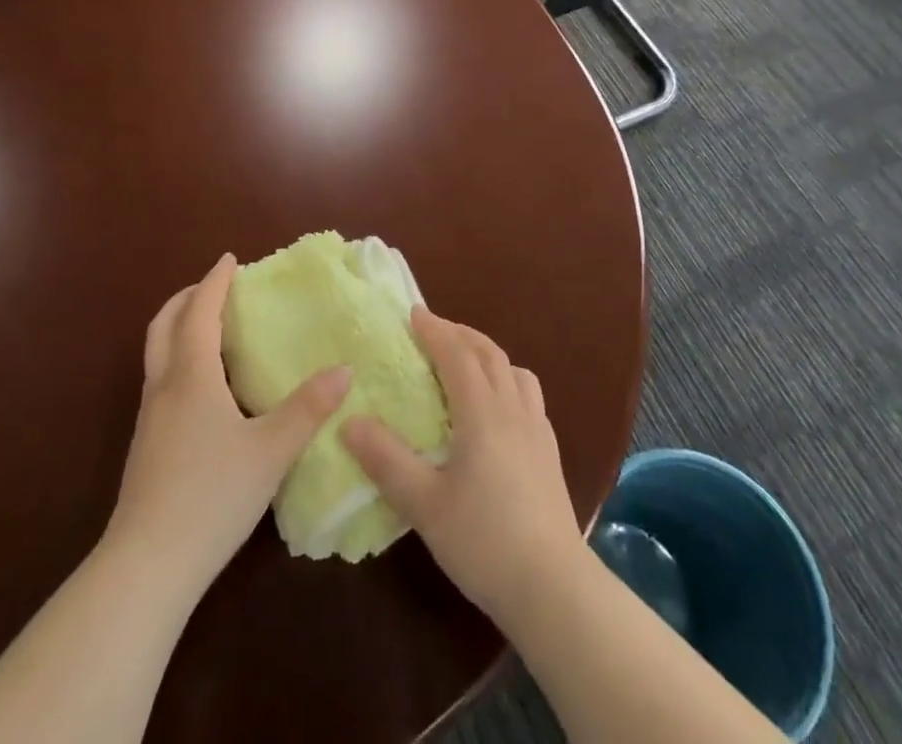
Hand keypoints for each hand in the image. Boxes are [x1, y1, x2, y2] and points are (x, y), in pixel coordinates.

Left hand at [105, 254, 351, 594]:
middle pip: (164, 326)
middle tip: (214, 287)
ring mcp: (149, 419)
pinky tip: (204, 387)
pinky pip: (161, 381)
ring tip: (211, 329)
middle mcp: (165, 387)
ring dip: (179, 328)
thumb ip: (308, 408)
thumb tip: (344, 369)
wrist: (147, 566)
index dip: (214, 282)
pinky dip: (179, 359)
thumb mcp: (271, 450)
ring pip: (157, 354)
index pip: (200, 312)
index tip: (230, 259)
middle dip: (186, 299)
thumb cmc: (212, 495)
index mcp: (192, 376)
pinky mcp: (146, 447)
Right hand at [341, 308, 582, 621]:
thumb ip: (386, 460)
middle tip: (434, 331)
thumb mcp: (424, 504)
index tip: (413, 314)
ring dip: (488, 355)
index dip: (435, 330)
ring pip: (514, 371)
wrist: (552, 587)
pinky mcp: (550, 453)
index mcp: (482, 412)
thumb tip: (349, 421)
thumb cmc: (483, 540)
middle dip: (460, 334)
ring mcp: (537, 429)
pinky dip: (509, 382)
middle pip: (489, 354)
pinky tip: (500, 409)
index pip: (457, 354)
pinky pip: (529, 396)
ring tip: (467, 363)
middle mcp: (513, 408)